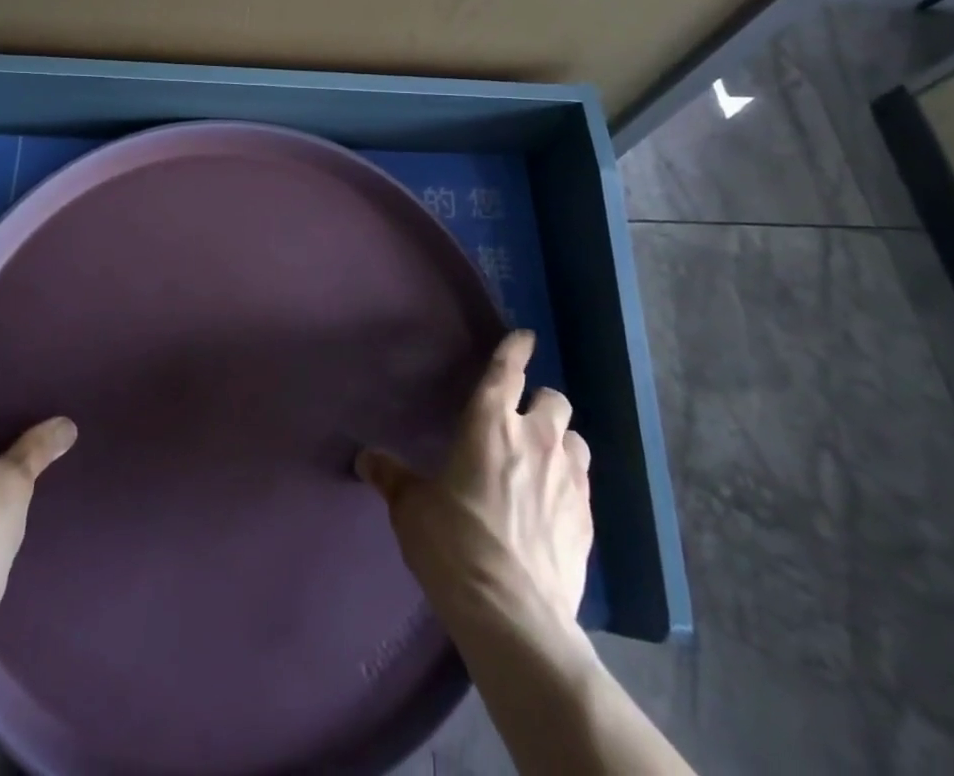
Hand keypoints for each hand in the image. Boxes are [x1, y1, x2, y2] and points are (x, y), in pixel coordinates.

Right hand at [356, 330, 591, 641]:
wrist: (513, 616)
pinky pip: (584, 482)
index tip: (524, 336)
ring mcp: (568, 479)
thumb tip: (365, 458)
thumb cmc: (454, 545)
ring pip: (575, 438)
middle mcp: (534, 439)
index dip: (515, 349)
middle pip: (554, 399)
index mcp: (489, 424)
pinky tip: (553, 504)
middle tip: (522, 419)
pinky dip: (569, 481)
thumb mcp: (412, 509)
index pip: (507, 371)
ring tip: (543, 459)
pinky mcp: (587, 519)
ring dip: (560, 441)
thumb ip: (392, 476)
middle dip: (540, 401)